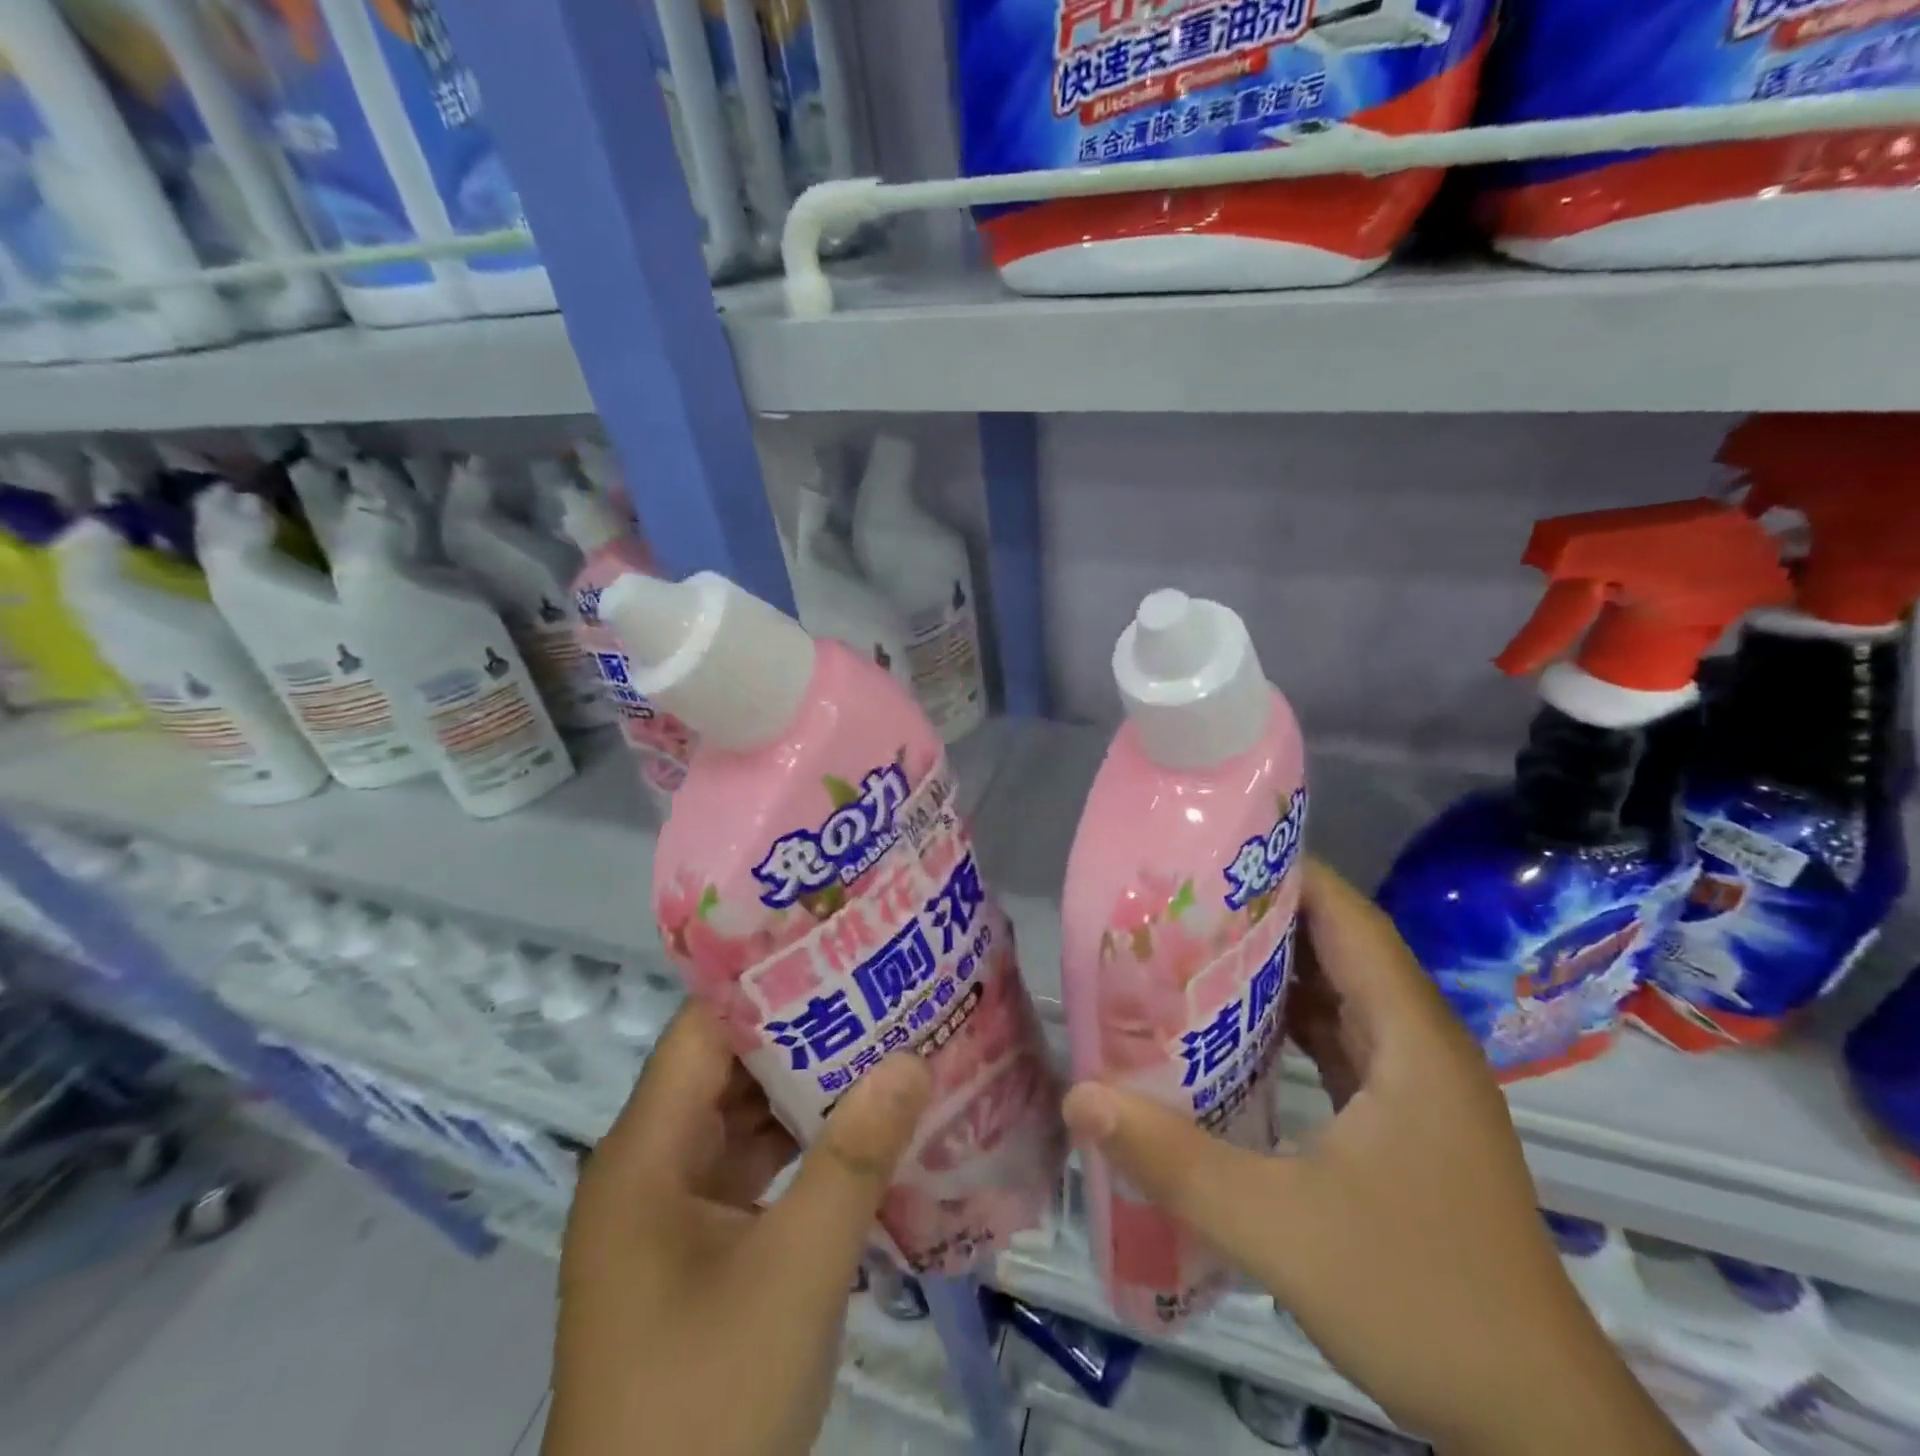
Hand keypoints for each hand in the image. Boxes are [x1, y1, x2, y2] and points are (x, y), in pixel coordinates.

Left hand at [546, 1002, 931, 1455]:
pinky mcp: (695, 1258)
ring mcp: (670, 1218)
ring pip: (743, 1125)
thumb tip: (912, 1059)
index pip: (704, 1031)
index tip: (837, 951)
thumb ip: (855, 1159)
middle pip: (726, 1071)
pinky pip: (752, 1176)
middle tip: (879, 993)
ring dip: (807, 1095)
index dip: (767, 985)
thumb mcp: (795, 1272)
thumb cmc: (706, 1407)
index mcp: (643, 1155)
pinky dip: (801, 1152)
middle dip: (803, 1034)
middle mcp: (648, 1171)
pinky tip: (861, 1135)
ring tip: (883, 1045)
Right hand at [1063, 861, 1687, 1455]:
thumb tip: (1080, 1097)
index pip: (1347, 919)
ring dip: (1273, 970)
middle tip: (1178, 900)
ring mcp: (1417, 1086)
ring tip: (1191, 948)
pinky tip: (1232, 1030)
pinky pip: (1341, 1042)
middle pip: (1340, 948)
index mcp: (1410, 1039)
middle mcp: (1420, 1045)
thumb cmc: (1423, 1302)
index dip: (1285, 874)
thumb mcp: (1281, 1230)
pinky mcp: (1405, 1123)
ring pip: (1340, 996)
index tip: (1210, 855)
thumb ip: (1174, 1161)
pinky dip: (1288, 1022)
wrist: (1538, 1426)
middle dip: (1262, 915)